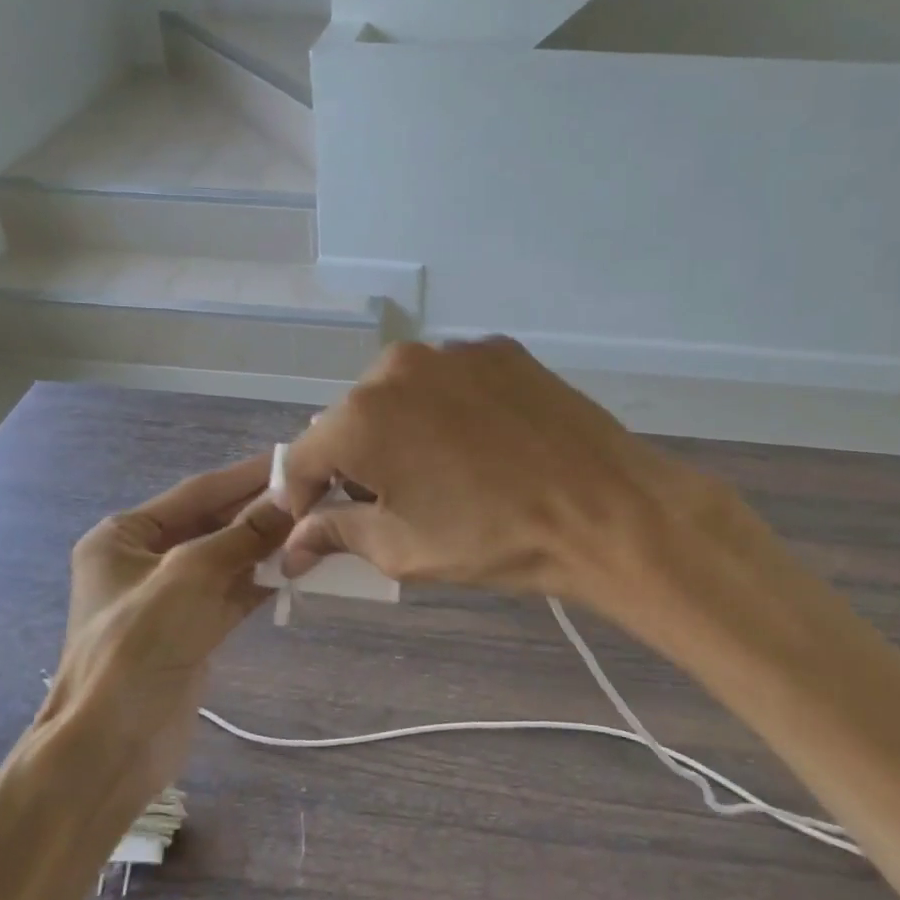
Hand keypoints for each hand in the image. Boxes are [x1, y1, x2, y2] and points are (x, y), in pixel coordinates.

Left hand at [41, 456, 290, 812]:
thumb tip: (291, 499)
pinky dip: (264, 581)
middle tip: (317, 494)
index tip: (293, 460)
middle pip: (213, 524)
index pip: (197, 492)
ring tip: (318, 528)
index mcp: (124, 536)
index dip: (245, 476)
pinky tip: (300, 569)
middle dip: (261, 512)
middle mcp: (144, 560)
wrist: (111, 747)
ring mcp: (169, 597)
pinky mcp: (191, 630)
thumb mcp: (190, 577)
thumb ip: (243, 535)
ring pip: (228, 559)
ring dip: (268, 547)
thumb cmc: (137, 646)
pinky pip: (233, 593)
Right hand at [279, 338, 716, 605]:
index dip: (301, 495)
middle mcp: (396, 368)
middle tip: (384, 502)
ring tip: (439, 471)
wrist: (603, 510)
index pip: (303, 457)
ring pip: (401, 395)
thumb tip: (295, 543)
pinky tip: (480, 444)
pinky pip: (450, 382)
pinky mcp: (498, 350)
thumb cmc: (492, 538)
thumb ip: (337, 534)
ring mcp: (452, 352)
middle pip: (351, 420)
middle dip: (355, 462)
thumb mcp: (403, 549)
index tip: (312, 523)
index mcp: (360, 417)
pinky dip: (448, 410)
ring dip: (402, 431)